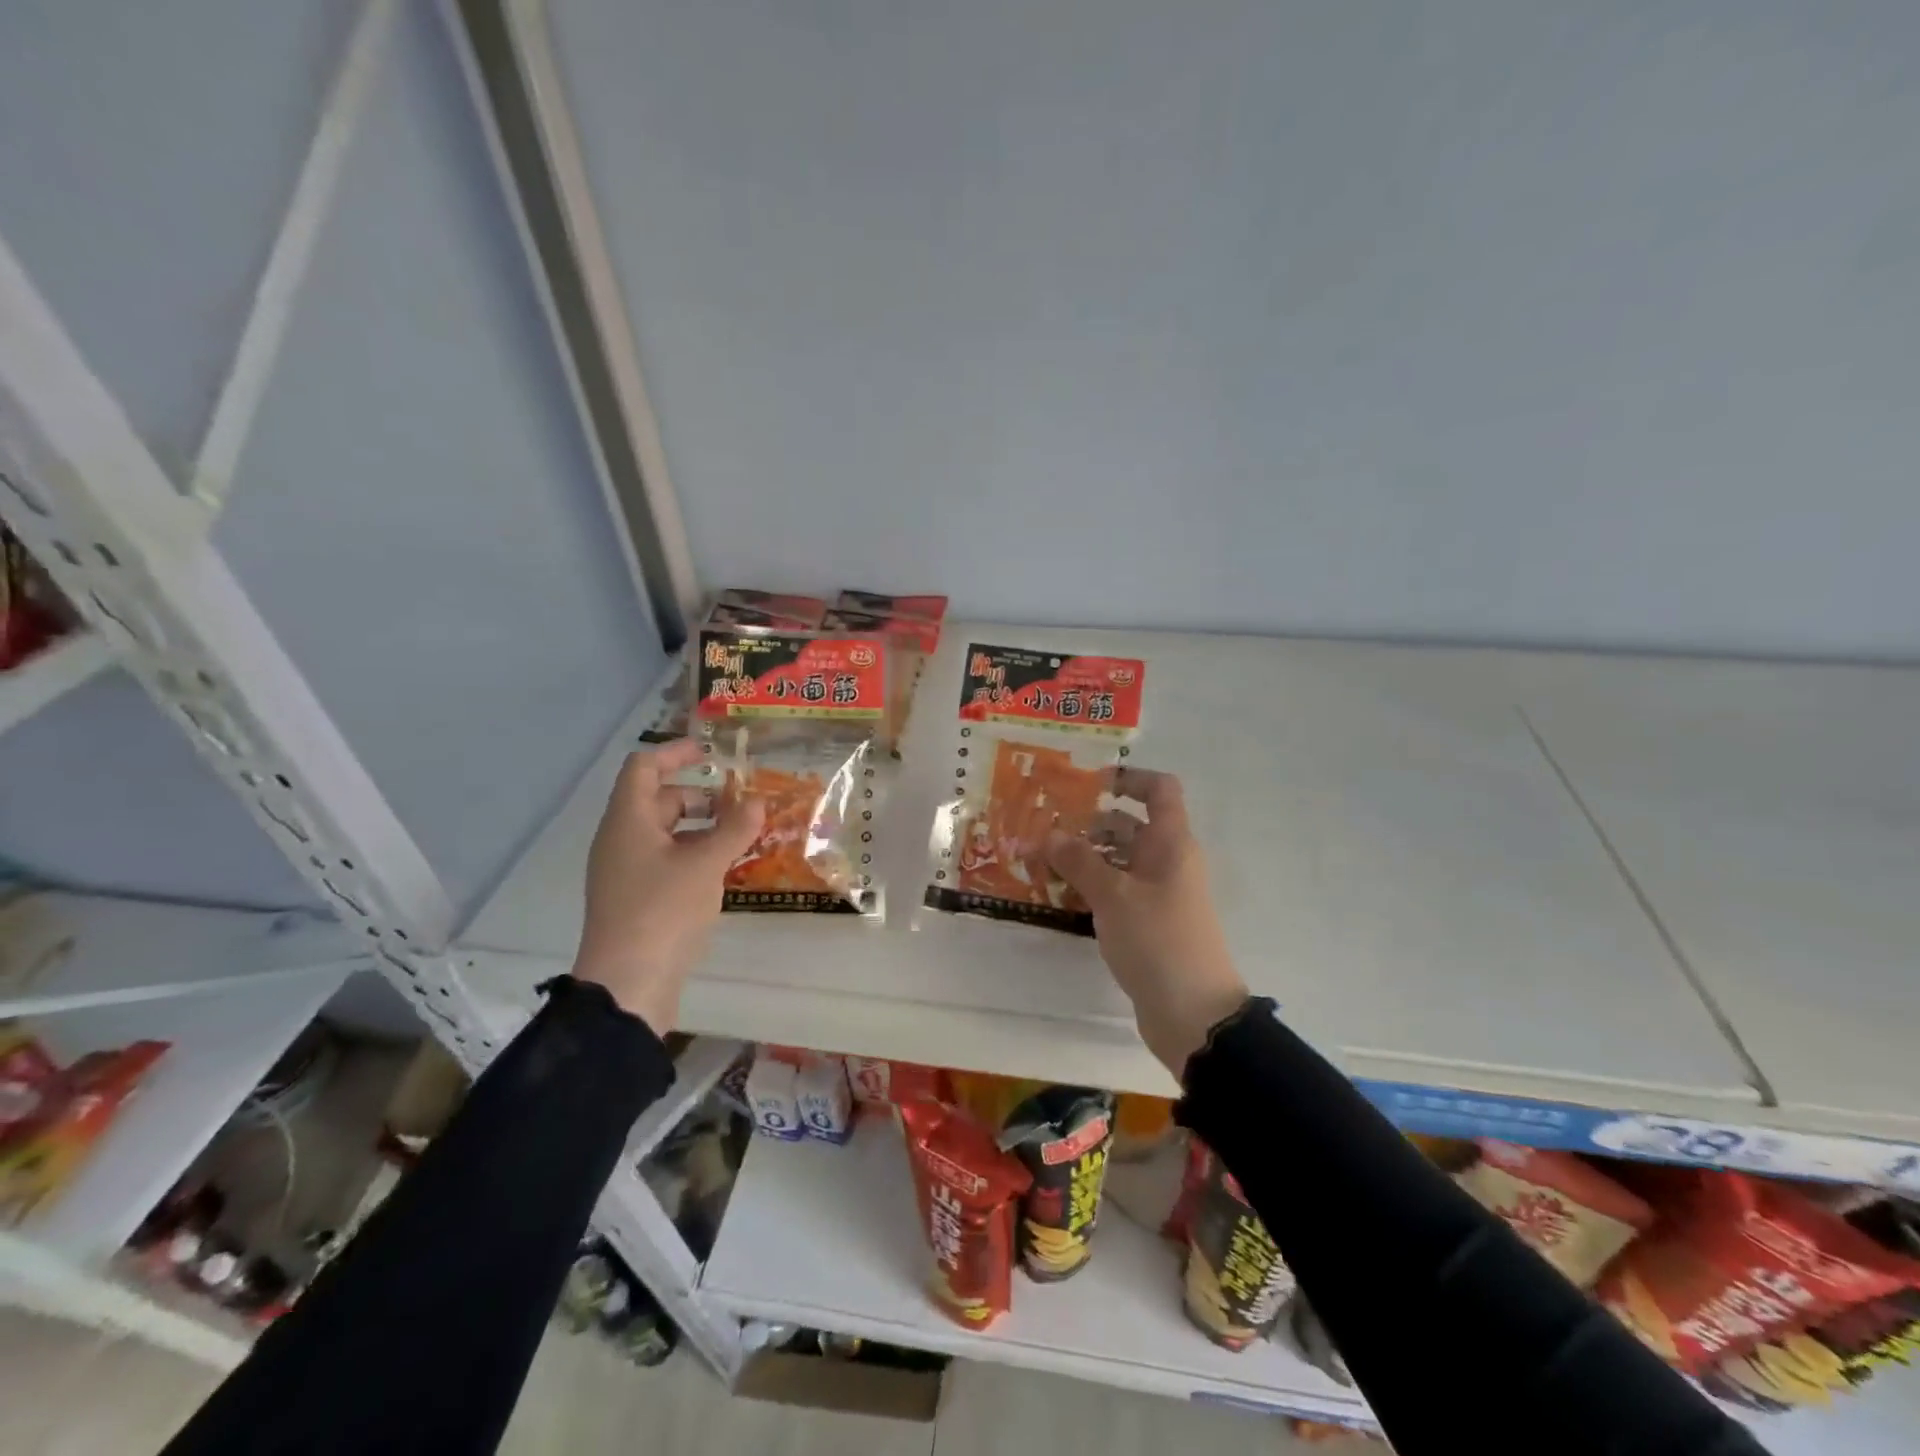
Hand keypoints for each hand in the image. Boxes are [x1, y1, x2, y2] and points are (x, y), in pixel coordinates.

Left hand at [573, 740, 764, 1032]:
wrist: (628, 984)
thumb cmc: (663, 911)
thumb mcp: (705, 865)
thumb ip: (734, 829)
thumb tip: (758, 801)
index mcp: (627, 821)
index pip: (644, 767)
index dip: (676, 753)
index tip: (712, 752)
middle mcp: (621, 840)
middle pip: (660, 799)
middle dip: (703, 796)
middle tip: (743, 802)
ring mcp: (627, 871)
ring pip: (667, 832)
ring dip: (704, 827)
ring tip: (744, 834)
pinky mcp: (637, 898)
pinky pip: (668, 860)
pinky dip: (696, 854)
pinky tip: (726, 867)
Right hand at [1047, 770, 1248, 1080]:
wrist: (1194, 1014)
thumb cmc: (1158, 940)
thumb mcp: (1113, 895)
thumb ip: (1078, 860)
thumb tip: (1048, 833)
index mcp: (1171, 843)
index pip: (1160, 790)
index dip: (1128, 777)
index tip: (1087, 783)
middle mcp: (1167, 861)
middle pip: (1129, 824)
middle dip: (1088, 821)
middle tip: (1042, 824)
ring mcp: (1158, 893)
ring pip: (1118, 859)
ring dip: (1084, 855)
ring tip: (1039, 858)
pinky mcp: (1147, 922)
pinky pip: (1116, 889)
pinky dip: (1090, 885)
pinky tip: (1057, 893)